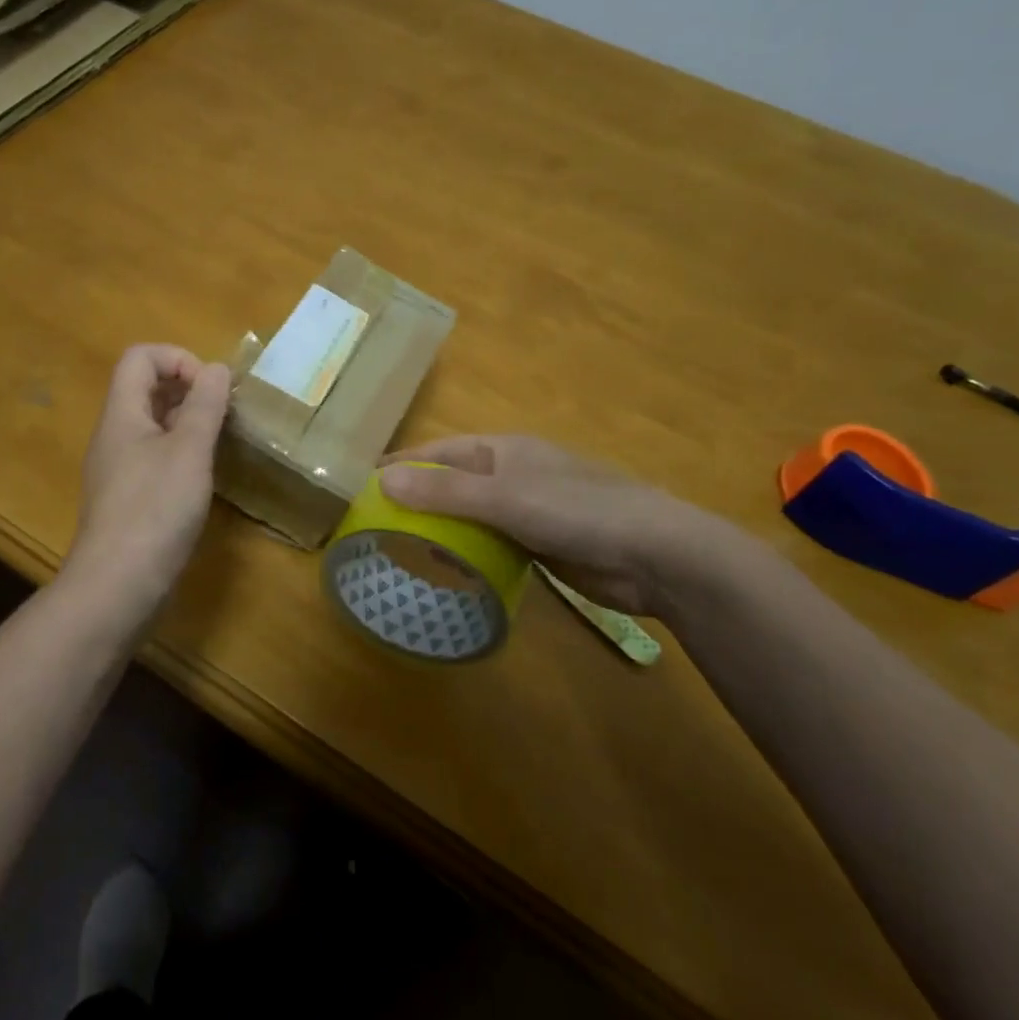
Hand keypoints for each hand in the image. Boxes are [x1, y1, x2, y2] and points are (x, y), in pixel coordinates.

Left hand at [62, 345, 232, 614]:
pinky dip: (181, 453)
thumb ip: (205, 406)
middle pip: (145, 387)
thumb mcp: (189, 451)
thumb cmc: (155, 510)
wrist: (117, 586)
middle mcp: (115, 434)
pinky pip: (154, 456)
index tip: (210, 388)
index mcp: (122, 414)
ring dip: (187, 421)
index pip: (140, 357)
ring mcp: (119, 468)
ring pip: (153, 424)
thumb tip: (216, 368)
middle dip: (188, 389)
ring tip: (219, 441)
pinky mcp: (128, 497)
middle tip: (222, 413)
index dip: (178, 359)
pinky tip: (202, 477)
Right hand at [379, 435, 755, 625]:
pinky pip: (494, 542)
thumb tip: (381, 480)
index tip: (362, 482)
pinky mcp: (543, 543)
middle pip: (453, 482)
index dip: (402, 463)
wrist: (656, 554)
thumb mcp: (505, 498)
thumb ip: (445, 492)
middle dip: (418, 498)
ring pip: (473, 514)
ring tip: (402, 549)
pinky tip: (450, 569)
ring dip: (442, 527)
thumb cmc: (577, 511)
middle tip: (376, 523)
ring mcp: (530, 509)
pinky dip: (470, 551)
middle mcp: (513, 473)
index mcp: (503, 450)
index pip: (439, 451)